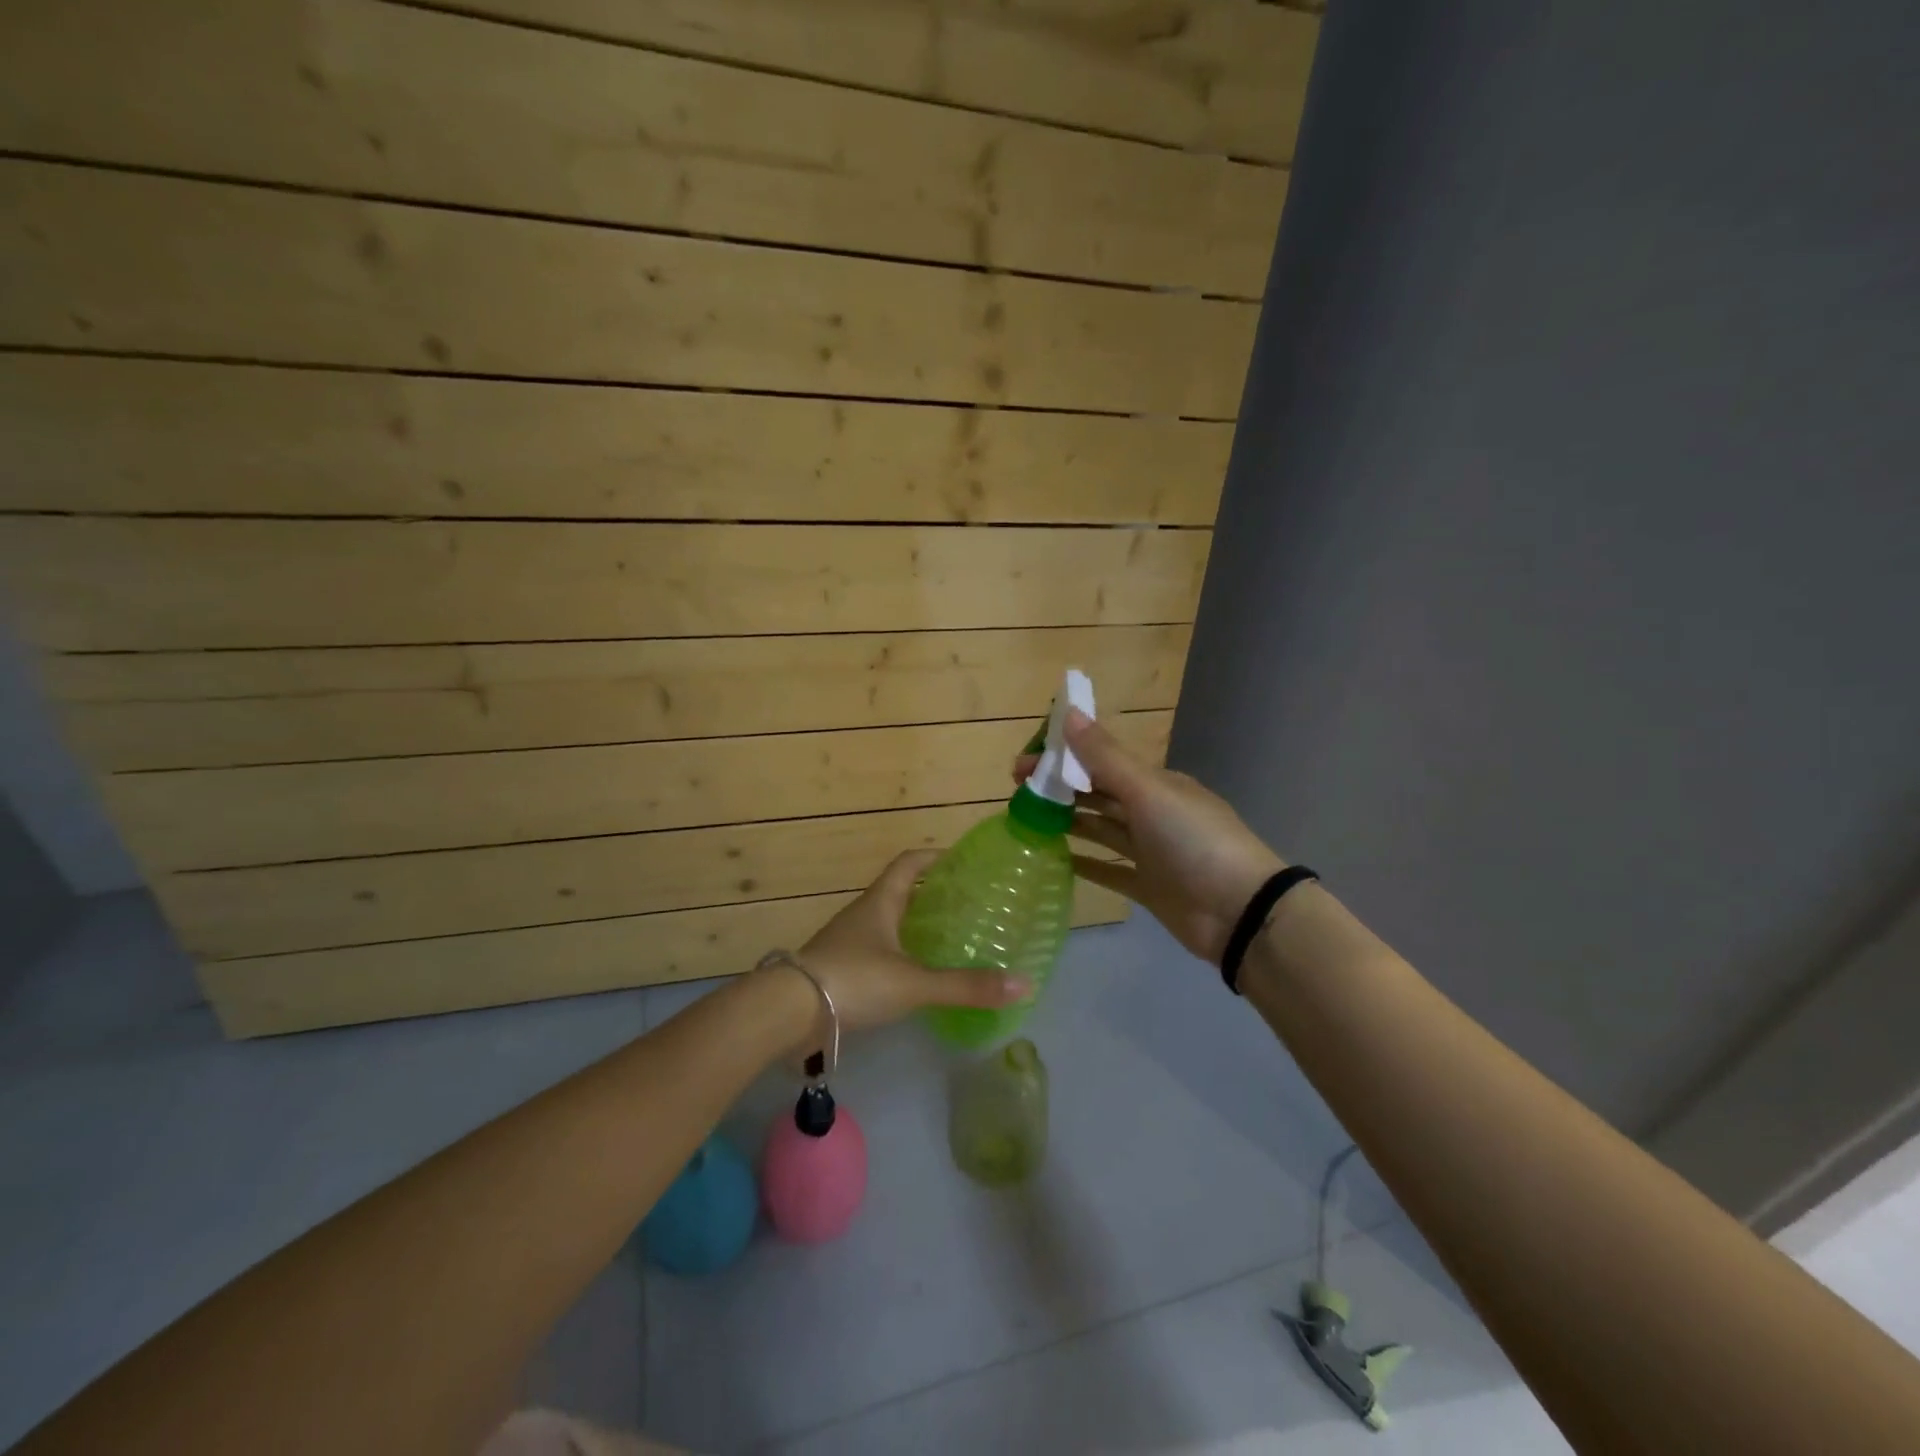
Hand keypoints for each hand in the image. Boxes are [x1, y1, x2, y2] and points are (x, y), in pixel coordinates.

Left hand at [770, 850, 1028, 1055]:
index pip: (910, 863)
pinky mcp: (840, 970)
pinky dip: (901, 955)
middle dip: (932, 894)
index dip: (935, 856)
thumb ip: (966, 986)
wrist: (787, 1013)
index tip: (963, 860)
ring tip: (950, 939)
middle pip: (901, 892)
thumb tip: (1025, 984)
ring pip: (889, 923)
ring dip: (915, 925)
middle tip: (968, 904)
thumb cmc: (854, 980)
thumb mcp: (915, 983)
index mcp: (880, 902)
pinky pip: (878, 951)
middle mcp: (863, 914)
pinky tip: (918, 976)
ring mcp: (848, 942)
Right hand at [1015, 710, 1284, 963]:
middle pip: (1097, 793)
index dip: (1063, 756)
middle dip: (1059, 787)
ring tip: (1027, 819)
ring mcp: (1150, 851)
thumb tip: (1070, 714)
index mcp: (1155, 783)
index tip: (1025, 760)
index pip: (1101, 760)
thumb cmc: (1193, 841)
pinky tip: (1055, 859)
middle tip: (1016, 788)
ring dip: (1068, 820)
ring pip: (1100, 829)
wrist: (1240, 911)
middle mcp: (1152, 812)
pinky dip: (1084, 862)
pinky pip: (1108, 870)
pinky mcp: (1147, 886)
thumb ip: (1106, 757)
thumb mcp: (1148, 792)